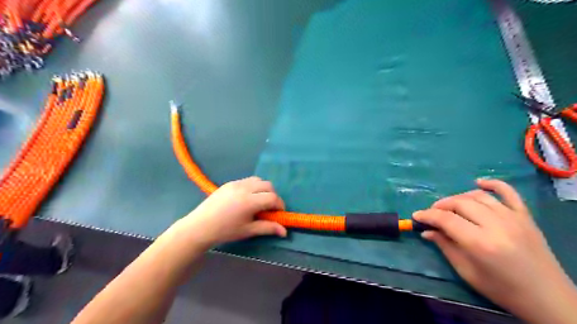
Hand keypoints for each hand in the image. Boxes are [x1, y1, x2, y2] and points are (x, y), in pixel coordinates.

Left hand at [173, 176, 285, 246]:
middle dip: (273, 195)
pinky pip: (247, 180)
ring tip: (258, 202)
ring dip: (263, 189)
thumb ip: (268, 228)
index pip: (273, 197)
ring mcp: (236, 183)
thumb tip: (285, 231)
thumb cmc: (225, 231)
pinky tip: (247, 198)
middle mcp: (244, 188)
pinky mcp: (229, 183)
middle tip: (269, 208)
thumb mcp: (248, 231)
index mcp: (249, 201)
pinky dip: (253, 187)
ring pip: (258, 180)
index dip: (280, 205)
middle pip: (268, 185)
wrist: (200, 226)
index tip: (279, 213)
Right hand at [414, 179, 576, 321]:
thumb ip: (445, 247)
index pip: (446, 220)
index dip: (427, 216)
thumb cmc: (502, 289)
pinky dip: (492, 184)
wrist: (547, 297)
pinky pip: (508, 192)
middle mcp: (497, 225)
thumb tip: (426, 231)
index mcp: (481, 243)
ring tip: (450, 207)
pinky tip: (478, 183)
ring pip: (478, 196)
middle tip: (432, 214)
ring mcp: (513, 218)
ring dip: (458, 197)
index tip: (416, 216)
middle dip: (440, 206)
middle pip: (460, 203)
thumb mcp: (467, 272)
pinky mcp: (525, 216)